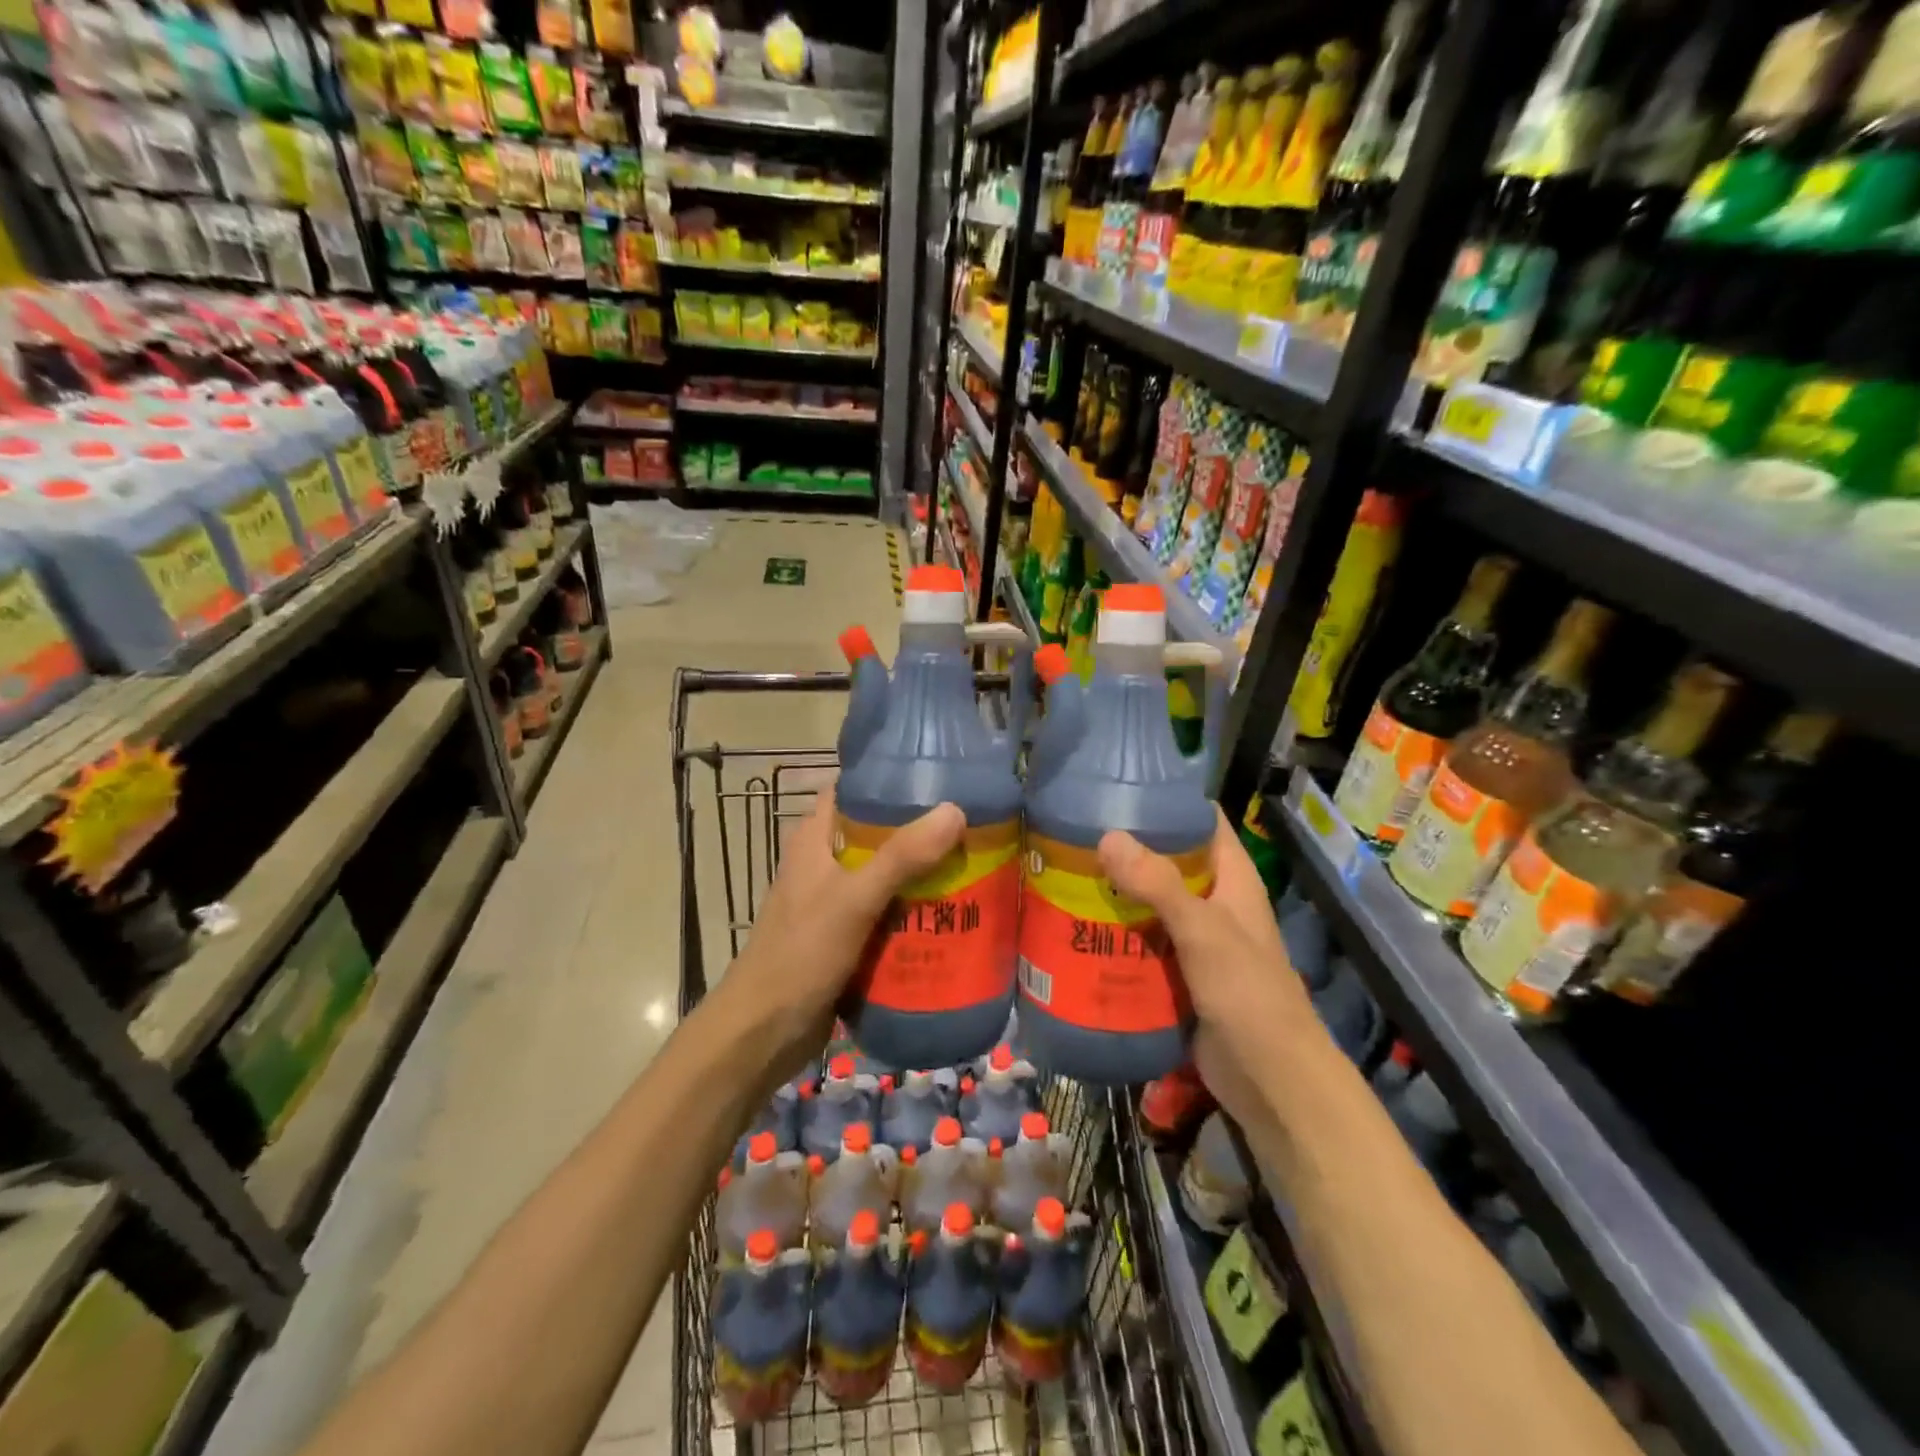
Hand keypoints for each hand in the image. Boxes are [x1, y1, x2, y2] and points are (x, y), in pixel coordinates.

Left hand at [724, 786, 964, 1086]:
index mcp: (815, 839)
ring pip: (888, 875)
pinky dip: (917, 910)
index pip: (852, 790)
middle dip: (921, 829)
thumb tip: (954, 811)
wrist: (764, 1033)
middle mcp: (825, 863)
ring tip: (976, 862)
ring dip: (924, 872)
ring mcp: (836, 902)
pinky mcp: (848, 937)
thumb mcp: (853, 900)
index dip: (890, 777)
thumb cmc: (800, 955)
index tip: (940, 774)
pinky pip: (889, 913)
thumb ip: (901, 858)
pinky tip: (955, 913)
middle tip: (972, 823)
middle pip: (878, 832)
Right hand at [1098, 809, 1322, 1127]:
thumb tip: (1107, 835)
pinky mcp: (1176, 973)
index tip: (1116, 787)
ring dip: (1114, 892)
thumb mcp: (1203, 931)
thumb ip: (1159, 884)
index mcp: (1232, 878)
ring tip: (1062, 873)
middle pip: (1167, 860)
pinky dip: (1114, 932)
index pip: (1201, 821)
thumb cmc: (1248, 993)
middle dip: (1126, 848)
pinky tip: (1075, 926)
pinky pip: (1141, 941)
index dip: (1166, 800)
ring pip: (1149, 903)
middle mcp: (1213, 902)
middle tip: (1072, 833)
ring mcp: (1194, 939)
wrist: (1270, 1080)